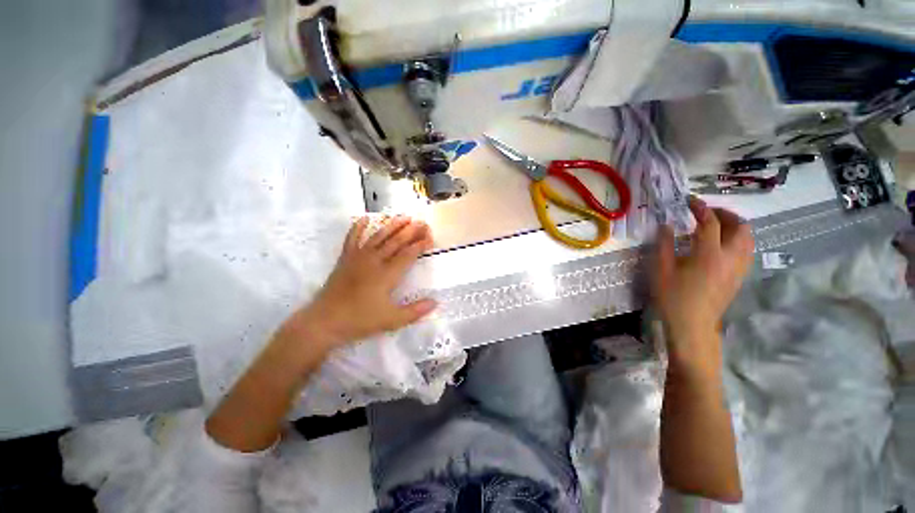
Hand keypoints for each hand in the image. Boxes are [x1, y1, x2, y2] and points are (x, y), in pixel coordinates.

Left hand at [292, 216, 436, 350]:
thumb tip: (435, 302)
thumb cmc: (360, 320)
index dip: (420, 245)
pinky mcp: (345, 259)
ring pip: (378, 236)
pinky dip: (358, 227)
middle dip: (411, 231)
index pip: (408, 254)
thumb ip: (415, 311)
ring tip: (404, 216)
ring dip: (392, 225)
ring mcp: (358, 257)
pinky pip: (352, 238)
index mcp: (387, 274)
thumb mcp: (391, 320)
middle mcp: (374, 261)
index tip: (430, 237)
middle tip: (422, 223)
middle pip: (396, 241)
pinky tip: (365, 218)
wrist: (325, 321)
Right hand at [653, 197, 753, 367]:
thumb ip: (664, 245)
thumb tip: (667, 226)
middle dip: (725, 214)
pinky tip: (720, 244)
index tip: (690, 201)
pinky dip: (737, 239)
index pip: (710, 223)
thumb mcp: (661, 270)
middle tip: (706, 212)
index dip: (700, 208)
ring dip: (734, 226)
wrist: (692, 325)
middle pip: (740, 227)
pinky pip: (746, 250)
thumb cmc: (673, 297)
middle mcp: (730, 258)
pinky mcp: (740, 276)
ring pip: (748, 238)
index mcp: (709, 255)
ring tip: (715, 225)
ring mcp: (739, 268)